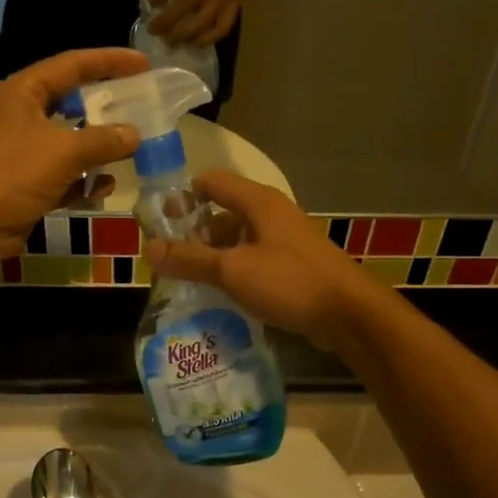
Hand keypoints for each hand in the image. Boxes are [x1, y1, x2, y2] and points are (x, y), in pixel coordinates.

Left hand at [0, 48, 146, 262]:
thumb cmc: (9, 173)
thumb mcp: (62, 151)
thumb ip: (103, 140)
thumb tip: (135, 134)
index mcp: (23, 93)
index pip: (72, 65)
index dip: (109, 62)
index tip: (143, 64)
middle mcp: (23, 117)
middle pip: (73, 103)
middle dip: (108, 108)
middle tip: (143, 105)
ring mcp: (24, 153)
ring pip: (71, 143)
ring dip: (100, 148)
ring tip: (135, 148)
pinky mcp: (27, 185)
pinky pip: (64, 177)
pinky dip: (84, 181)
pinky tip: (106, 186)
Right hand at [143, 172, 380, 350]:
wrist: (349, 314)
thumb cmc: (289, 282)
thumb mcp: (232, 270)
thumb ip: (190, 259)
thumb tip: (148, 248)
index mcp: (258, 202)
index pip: (211, 183)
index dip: (183, 197)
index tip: (158, 222)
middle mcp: (272, 214)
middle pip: (223, 213)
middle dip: (194, 234)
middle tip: (169, 260)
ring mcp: (285, 240)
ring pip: (238, 240)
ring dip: (213, 257)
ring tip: (187, 281)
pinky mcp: (293, 266)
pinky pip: (254, 260)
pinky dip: (234, 271)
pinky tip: (220, 294)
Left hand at [145, 0, 264, 44]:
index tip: (149, 1)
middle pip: (188, 3)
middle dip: (166, 20)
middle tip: (152, 30)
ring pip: (204, 20)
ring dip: (183, 34)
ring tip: (169, 42)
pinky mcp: (237, 4)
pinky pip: (222, 27)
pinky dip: (206, 39)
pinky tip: (193, 43)